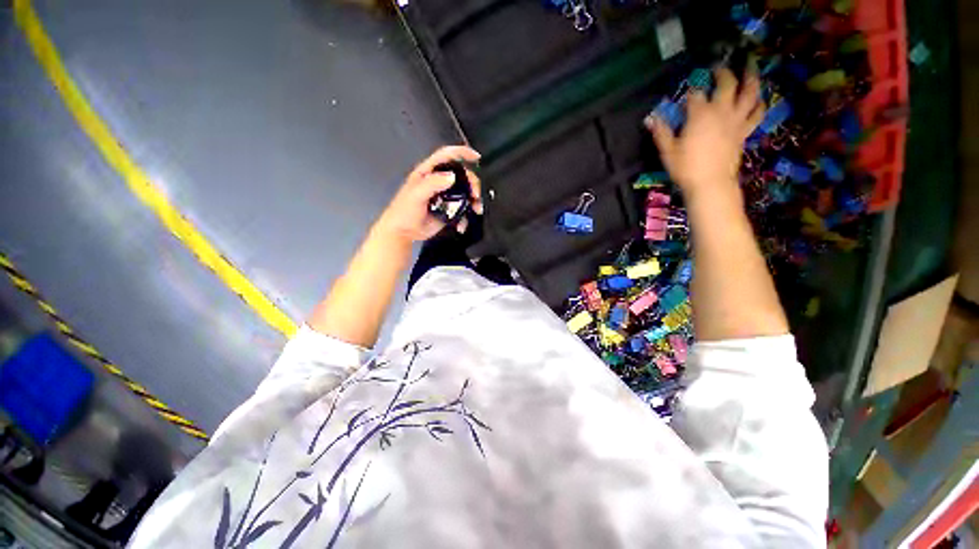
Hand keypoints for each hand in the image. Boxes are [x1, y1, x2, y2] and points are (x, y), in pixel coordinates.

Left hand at [375, 146, 482, 242]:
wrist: (403, 233)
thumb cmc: (404, 211)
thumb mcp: (416, 195)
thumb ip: (432, 184)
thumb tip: (452, 177)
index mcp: (429, 173)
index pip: (447, 156)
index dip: (461, 153)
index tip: (476, 157)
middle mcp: (439, 182)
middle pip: (461, 176)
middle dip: (472, 184)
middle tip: (475, 195)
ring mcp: (445, 197)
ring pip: (465, 193)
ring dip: (473, 201)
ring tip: (476, 210)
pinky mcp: (449, 210)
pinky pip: (462, 210)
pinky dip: (466, 217)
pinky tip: (462, 225)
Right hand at [645, 68, 763, 202]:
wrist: (710, 183)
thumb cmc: (686, 167)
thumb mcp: (668, 151)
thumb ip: (661, 132)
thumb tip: (650, 118)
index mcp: (700, 115)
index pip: (695, 95)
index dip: (690, 90)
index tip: (686, 90)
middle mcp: (721, 112)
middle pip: (726, 84)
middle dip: (722, 73)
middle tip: (719, 66)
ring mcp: (736, 120)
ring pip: (749, 93)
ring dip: (751, 77)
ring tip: (750, 66)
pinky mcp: (744, 131)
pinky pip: (756, 113)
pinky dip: (759, 103)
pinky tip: (758, 98)